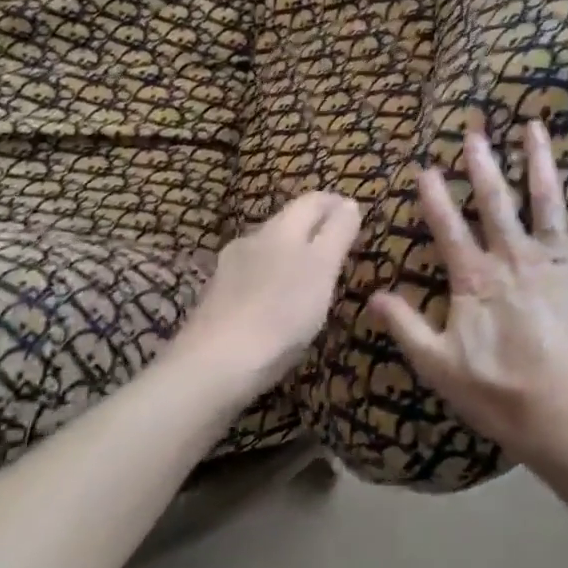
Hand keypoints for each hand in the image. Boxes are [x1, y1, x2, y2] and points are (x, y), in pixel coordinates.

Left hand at [178, 192, 360, 392]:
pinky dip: (273, 279)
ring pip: (270, 249)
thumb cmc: (280, 314)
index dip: (335, 204)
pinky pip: (254, 276)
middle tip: (340, 248)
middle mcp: (253, 238)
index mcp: (281, 228)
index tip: (355, 216)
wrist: (212, 366)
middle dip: (315, 228)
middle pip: (289, 222)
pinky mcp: (217, 298)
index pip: (313, 201)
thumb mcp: (322, 270)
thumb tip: (349, 203)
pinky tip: (279, 303)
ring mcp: (229, 268)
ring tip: (313, 277)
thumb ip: (337, 233)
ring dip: (293, 254)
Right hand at [371, 123, 567, 482]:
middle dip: (483, 164)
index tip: (425, 166)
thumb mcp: (442, 368)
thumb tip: (372, 295)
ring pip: (548, 201)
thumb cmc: (506, 396)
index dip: (434, 196)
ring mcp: (559, 260)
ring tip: (535, 127)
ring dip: (540, 162)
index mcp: (477, 278)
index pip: (448, 228)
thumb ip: (407, 328)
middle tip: (477, 130)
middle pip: (496, 202)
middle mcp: (516, 256)